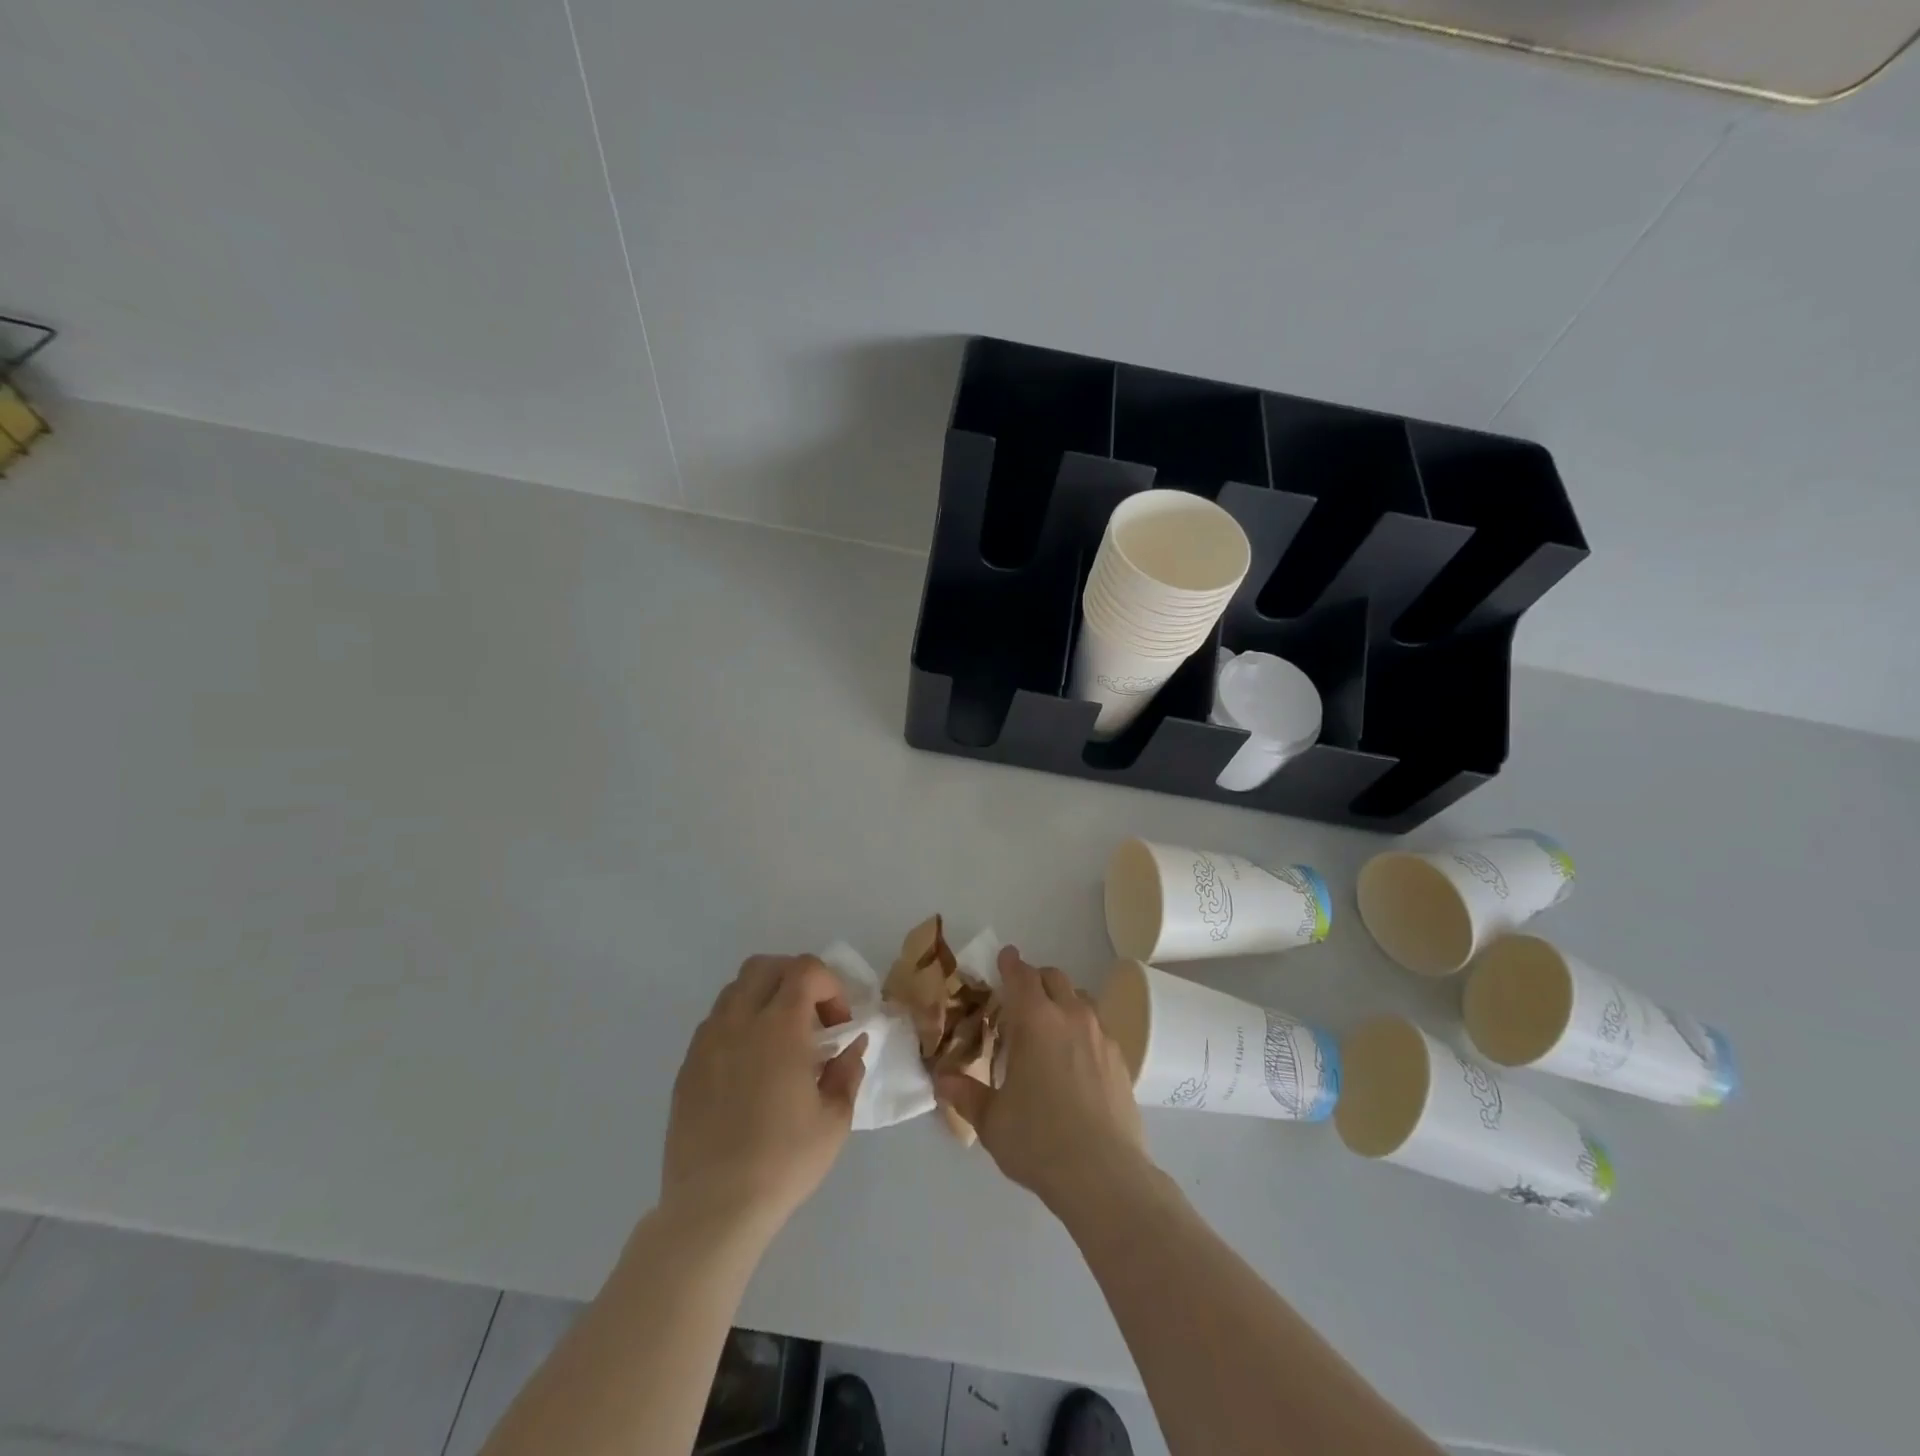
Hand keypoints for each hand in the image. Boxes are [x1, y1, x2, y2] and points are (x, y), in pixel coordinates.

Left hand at [662, 955, 867, 1233]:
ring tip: (780, 1040)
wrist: (714, 1208)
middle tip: (811, 1017)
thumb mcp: (835, 1120)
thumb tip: (851, 1045)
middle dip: (794, 978)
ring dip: (764, 998)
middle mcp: (739, 1022)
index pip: (805, 970)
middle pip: (765, 966)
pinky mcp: (687, 1067)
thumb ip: (848, 1071)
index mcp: (779, 1027)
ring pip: (735, 990)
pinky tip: (750, 1067)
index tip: (838, 1024)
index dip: (830, 986)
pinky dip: (739, 1025)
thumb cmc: (783, 1161)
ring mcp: (707, 1042)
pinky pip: (715, 1023)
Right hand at [936, 946, 1146, 1214]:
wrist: (1104, 1175)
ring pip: (1081, 999)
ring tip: (1050, 1028)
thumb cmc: (1039, 1141)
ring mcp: (1101, 1036)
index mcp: (1036, 1021)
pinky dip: (1083, 1029)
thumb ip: (966, 1094)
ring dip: (1062, 1001)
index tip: (1004, 957)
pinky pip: (1099, 1027)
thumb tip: (942, 1080)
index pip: (1022, 976)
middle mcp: (1071, 1017)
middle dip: (1036, 979)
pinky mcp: (1121, 1059)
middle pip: (1054, 978)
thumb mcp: (992, 1121)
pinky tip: (1075, 1060)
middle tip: (1020, 999)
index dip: (1010, 963)